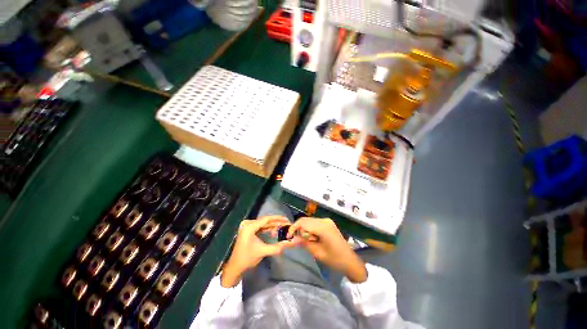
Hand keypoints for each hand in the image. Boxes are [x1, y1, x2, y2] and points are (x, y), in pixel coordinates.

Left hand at [221, 216, 297, 286]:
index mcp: (250, 227)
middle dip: (276, 223)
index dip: (278, 218)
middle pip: (265, 221)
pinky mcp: (248, 230)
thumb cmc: (247, 259)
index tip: (287, 219)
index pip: (266, 219)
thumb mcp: (263, 251)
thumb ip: (277, 247)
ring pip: (264, 224)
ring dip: (273, 226)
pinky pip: (260, 227)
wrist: (234, 267)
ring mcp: (247, 226)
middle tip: (287, 224)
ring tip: (282, 228)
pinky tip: (274, 232)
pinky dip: (267, 229)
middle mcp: (248, 224)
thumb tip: (290, 243)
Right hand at [288, 217, 366, 282]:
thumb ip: (304, 243)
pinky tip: (311, 237)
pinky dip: (310, 228)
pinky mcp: (328, 223)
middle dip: (298, 228)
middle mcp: (324, 220)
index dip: (294, 228)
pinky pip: (315, 223)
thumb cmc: (334, 259)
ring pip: (310, 221)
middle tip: (294, 239)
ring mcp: (327, 221)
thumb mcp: (317, 252)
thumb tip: (292, 239)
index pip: (303, 222)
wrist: (350, 261)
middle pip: (306, 220)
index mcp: (322, 227)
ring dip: (304, 229)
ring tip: (303, 240)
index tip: (288, 236)